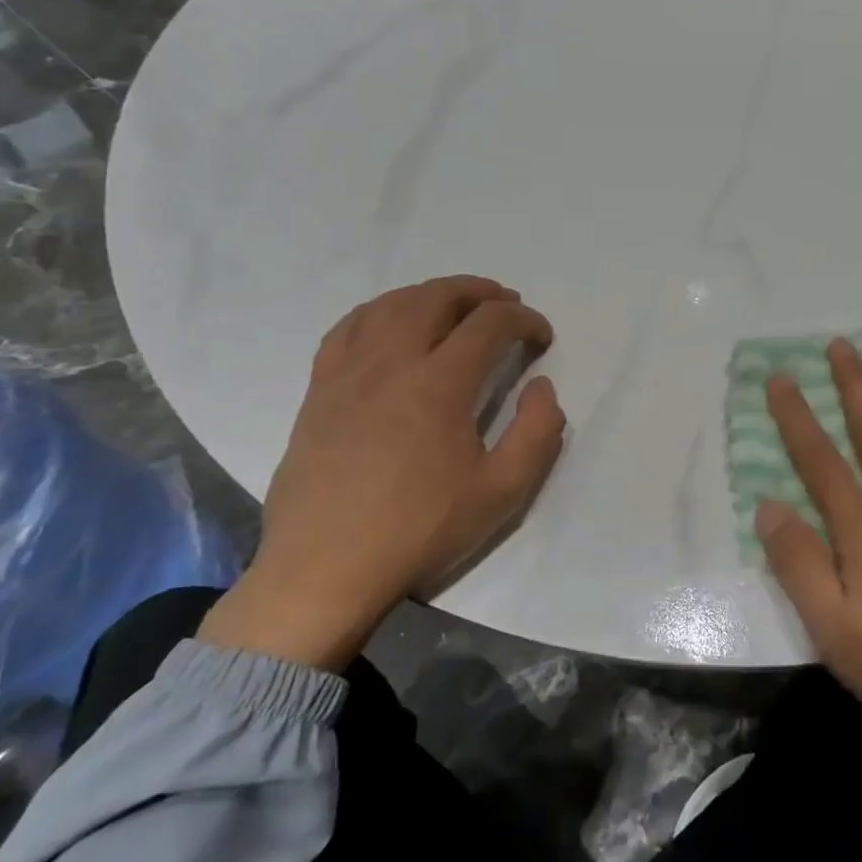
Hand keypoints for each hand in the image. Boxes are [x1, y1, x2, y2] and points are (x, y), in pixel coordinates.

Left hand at [199, 275, 564, 670]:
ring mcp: (348, 372)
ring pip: (390, 305)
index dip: (524, 321)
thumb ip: (538, 432)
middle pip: (437, 298)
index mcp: (439, 383)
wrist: (326, 569)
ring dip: (430, 294)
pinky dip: (379, 312)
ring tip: (454, 306)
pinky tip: (390, 326)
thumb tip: (541, 387)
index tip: (541, 336)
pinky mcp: (319, 390)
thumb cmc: (420, 530)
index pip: (490, 324)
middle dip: (479, 292)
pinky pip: (347, 329)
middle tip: (505, 303)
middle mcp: (391, 362)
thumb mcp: (502, 492)